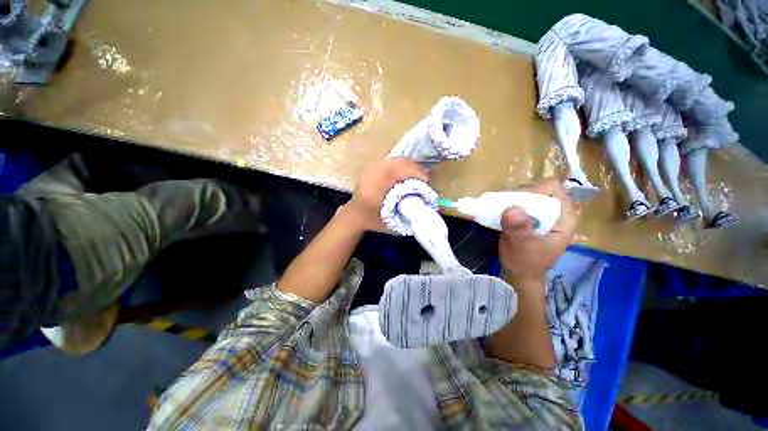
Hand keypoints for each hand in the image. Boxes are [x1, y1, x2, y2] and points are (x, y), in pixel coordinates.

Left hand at [342, 158, 428, 231]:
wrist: (354, 214)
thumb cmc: (373, 221)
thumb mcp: (391, 222)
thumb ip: (407, 213)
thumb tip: (427, 202)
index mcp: (373, 191)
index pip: (396, 173)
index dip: (414, 173)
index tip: (426, 181)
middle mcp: (370, 176)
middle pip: (397, 162)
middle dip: (415, 168)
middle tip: (424, 179)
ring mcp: (370, 169)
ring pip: (395, 159)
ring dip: (410, 166)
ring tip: (418, 176)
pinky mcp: (372, 167)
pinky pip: (391, 161)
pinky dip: (403, 165)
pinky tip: (408, 173)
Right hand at [498, 178, 577, 289]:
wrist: (519, 274)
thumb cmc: (525, 262)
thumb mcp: (522, 246)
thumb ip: (519, 229)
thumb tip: (512, 209)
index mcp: (564, 217)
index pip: (553, 189)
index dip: (534, 190)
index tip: (515, 200)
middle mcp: (555, 212)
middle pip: (538, 189)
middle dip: (519, 194)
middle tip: (503, 204)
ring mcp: (542, 214)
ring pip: (527, 194)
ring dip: (511, 198)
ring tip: (498, 207)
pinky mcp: (530, 217)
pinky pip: (519, 203)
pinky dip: (508, 203)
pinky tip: (498, 210)